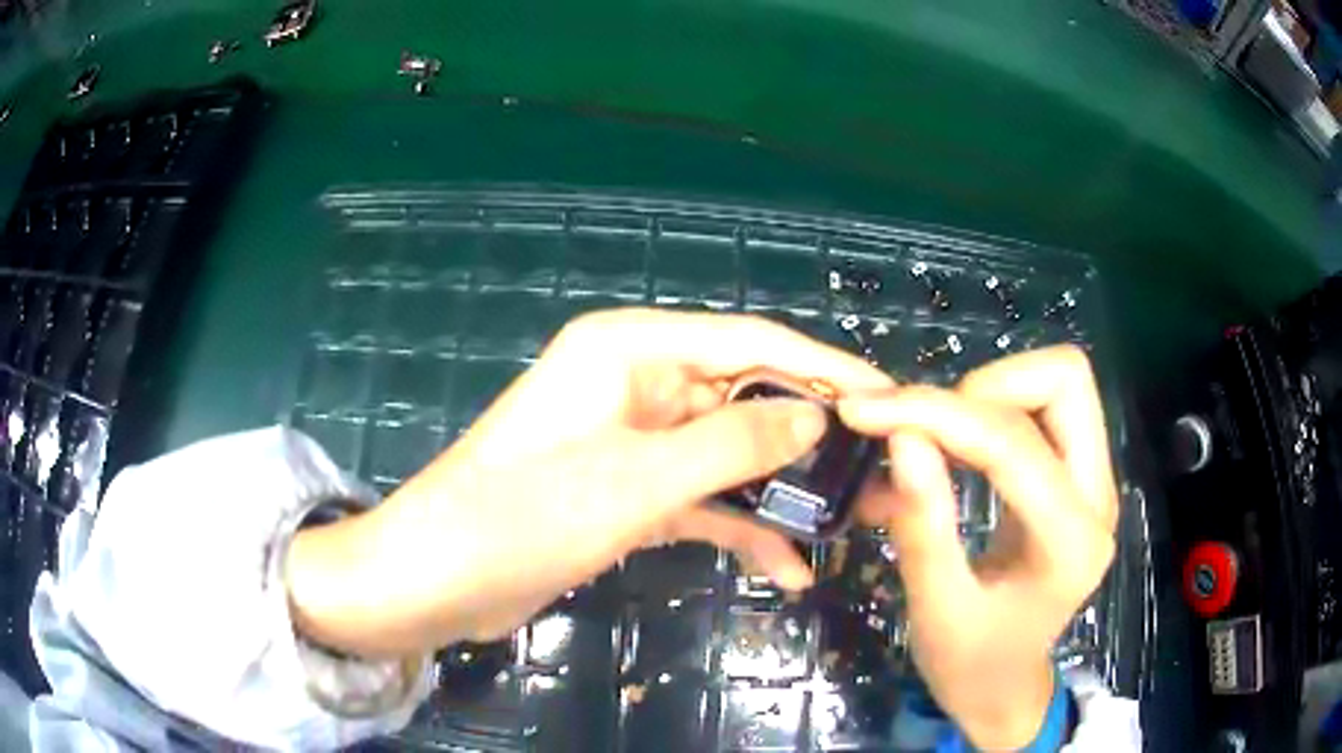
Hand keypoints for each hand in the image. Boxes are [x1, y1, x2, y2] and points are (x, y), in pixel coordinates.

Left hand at [285, 308, 893, 657]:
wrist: (436, 580)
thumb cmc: (521, 515)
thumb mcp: (636, 478)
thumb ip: (732, 443)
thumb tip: (815, 415)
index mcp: (630, 348)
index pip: (749, 343)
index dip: (823, 368)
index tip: (886, 396)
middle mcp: (636, 382)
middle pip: (745, 398)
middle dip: (811, 439)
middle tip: (880, 471)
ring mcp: (634, 441)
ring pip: (728, 455)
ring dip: (782, 490)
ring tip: (850, 523)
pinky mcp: (628, 492)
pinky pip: (700, 499)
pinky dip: (740, 527)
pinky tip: (786, 566)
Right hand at [839, 346, 1118, 749]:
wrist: (1006, 686)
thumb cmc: (970, 664)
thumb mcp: (936, 610)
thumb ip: (924, 525)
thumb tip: (902, 437)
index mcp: (1070, 544)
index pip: (1013, 444)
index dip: (938, 415)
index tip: (869, 410)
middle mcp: (1099, 497)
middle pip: (1065, 380)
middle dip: (986, 386)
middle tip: (928, 427)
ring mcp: (1098, 481)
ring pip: (1061, 382)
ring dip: (994, 391)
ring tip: (941, 434)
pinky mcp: (1082, 475)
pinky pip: (1049, 406)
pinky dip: (999, 406)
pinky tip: (961, 443)